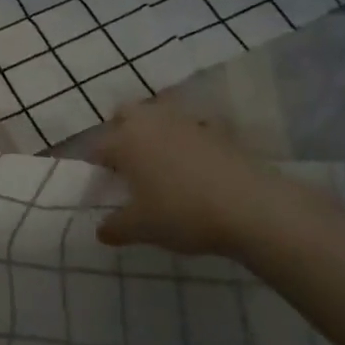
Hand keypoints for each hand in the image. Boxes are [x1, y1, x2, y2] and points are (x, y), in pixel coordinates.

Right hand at [93, 99, 283, 255]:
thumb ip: (115, 228)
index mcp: (124, 141)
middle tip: (126, 162)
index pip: (97, 146)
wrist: (250, 206)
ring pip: (160, 113)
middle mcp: (151, 122)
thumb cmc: (182, 213)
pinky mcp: (217, 129)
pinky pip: (194, 126)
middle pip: (126, 113)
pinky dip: (190, 137)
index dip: (95, 165)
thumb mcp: (142, 228)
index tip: (101, 184)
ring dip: (155, 130)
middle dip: (121, 130)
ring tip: (161, 160)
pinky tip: (196, 160)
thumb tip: (101, 231)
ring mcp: (186, 121)